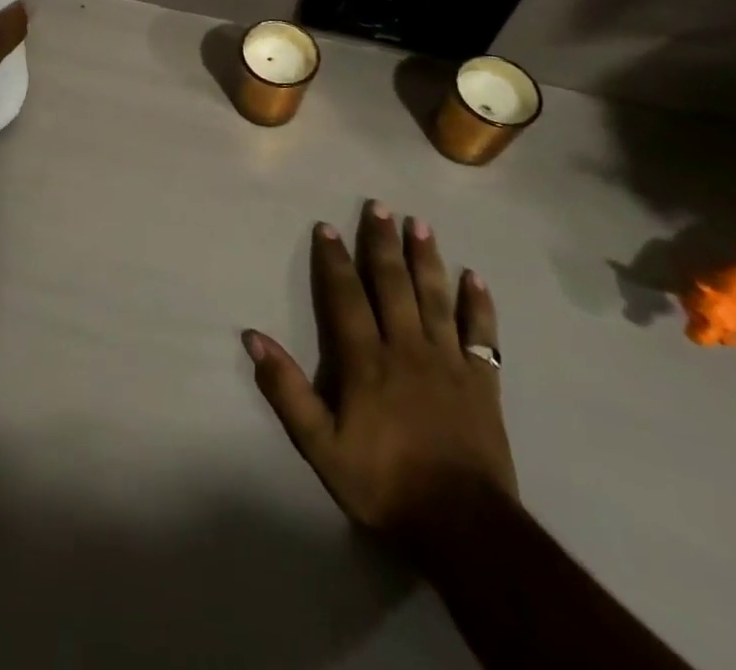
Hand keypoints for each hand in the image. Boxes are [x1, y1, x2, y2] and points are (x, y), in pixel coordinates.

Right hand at [244, 202, 516, 558]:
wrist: (464, 528)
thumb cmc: (384, 483)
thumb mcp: (321, 446)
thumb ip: (287, 390)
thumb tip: (253, 337)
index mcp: (366, 360)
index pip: (345, 297)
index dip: (334, 260)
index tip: (326, 226)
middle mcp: (407, 348)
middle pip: (393, 285)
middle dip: (382, 243)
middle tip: (379, 206)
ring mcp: (449, 362)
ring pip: (435, 298)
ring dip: (426, 259)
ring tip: (420, 223)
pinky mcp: (482, 382)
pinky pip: (481, 335)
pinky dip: (479, 306)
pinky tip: (475, 278)